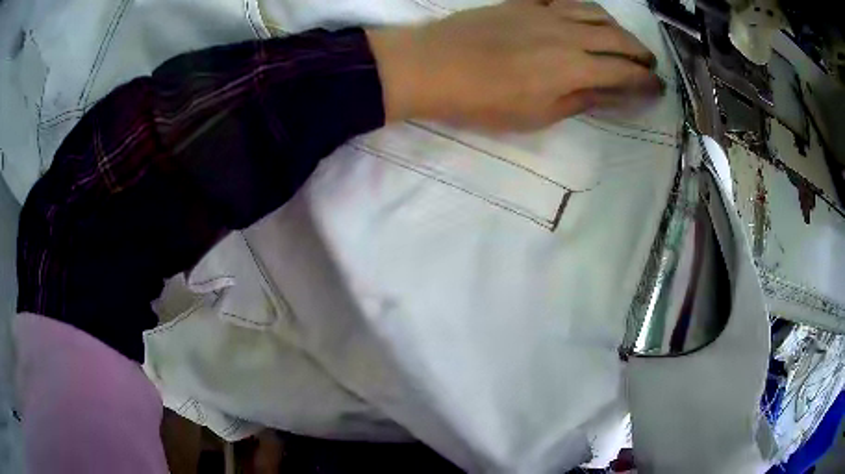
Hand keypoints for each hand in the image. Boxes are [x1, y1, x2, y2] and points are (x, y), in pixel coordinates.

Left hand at [367, 0, 663, 130]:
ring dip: (617, 28)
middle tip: (649, 65)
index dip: (646, 81)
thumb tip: (612, 94)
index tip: (659, 88)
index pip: (625, 72)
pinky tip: (585, 15)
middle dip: (640, 53)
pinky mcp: (524, 2)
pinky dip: (583, 7)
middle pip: (617, 38)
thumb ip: (580, 100)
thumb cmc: (483, 100)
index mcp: (575, 66)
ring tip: (624, 41)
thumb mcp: (537, 115)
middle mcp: (568, 33)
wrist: (433, 65)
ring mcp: (545, 12)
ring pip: (595, 13)